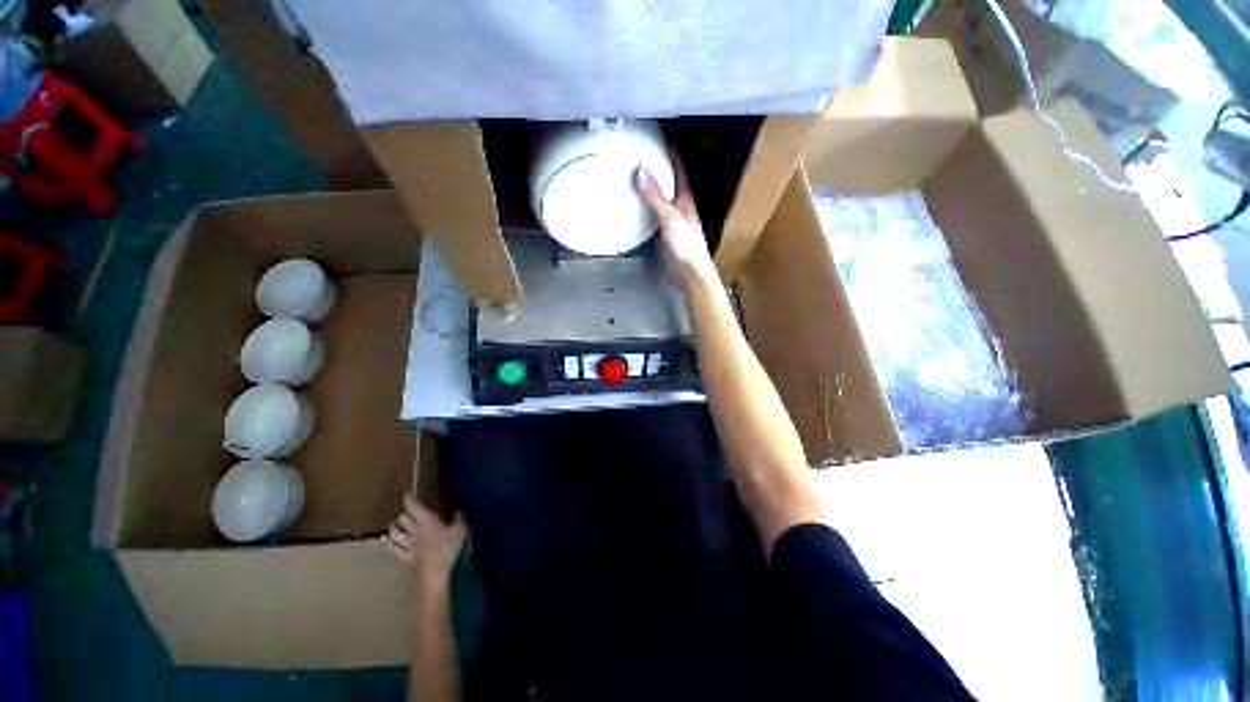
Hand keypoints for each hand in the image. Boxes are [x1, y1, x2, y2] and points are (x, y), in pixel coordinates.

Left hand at [386, 494, 466, 591]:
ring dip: (394, 527)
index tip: (408, 494)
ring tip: (396, 525)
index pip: (414, 507)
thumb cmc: (450, 549)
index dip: (410, 499)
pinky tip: (389, 541)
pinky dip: (390, 543)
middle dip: (404, 514)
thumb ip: (459, 517)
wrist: (437, 575)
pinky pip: (393, 549)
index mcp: (428, 521)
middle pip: (403, 519)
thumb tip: (459, 507)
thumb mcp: (461, 530)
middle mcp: (415, 531)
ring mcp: (408, 546)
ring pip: (394, 533)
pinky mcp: (406, 558)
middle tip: (408, 512)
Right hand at [636, 160, 717, 284]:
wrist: (688, 275)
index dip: (672, 154)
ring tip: (631, 179)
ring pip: (659, 203)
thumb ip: (655, 197)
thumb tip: (640, 171)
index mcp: (685, 200)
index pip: (679, 171)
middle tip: (639, 157)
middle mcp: (679, 209)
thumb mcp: (670, 217)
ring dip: (648, 192)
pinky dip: (642, 212)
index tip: (660, 139)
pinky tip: (632, 210)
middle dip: (657, 171)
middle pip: (668, 185)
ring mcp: (671, 224)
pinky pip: (651, 219)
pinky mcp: (663, 238)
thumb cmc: (685, 245)